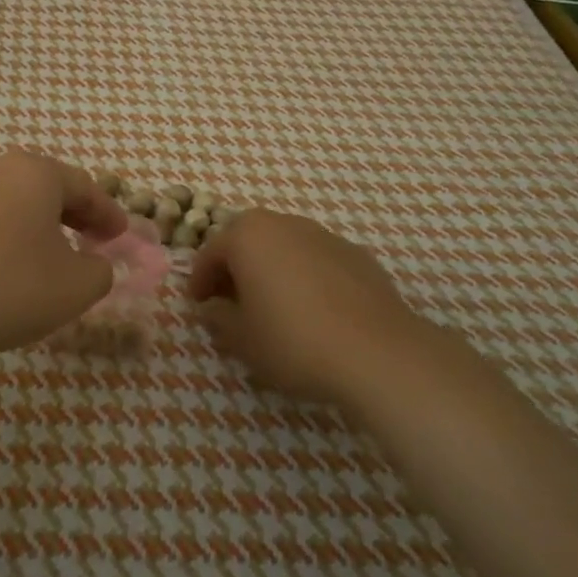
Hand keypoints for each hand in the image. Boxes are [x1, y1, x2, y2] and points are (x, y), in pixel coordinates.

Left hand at [0, 152, 129, 366]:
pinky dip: (8, 233)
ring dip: (39, 223)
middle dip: (75, 214)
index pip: (85, 187)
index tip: (122, 236)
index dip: (108, 213)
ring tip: (52, 253)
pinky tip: (9, 262)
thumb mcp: (76, 287)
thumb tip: (95, 263)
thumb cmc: (9, 288)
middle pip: (47, 186)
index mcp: (35, 172)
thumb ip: (100, 270)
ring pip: (14, 200)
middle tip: (93, 240)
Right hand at [188, 210, 438, 407]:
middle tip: (231, 304)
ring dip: (271, 270)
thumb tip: (212, 307)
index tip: (199, 307)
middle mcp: (284, 223)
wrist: (379, 353)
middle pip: (248, 241)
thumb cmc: (294, 341)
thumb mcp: (241, 338)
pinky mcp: (357, 255)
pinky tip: (313, 312)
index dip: (199, 281)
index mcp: (248, 235)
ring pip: (284, 248)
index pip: (210, 252)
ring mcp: (324, 235)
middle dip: (235, 269)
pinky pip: (316, 261)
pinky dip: (305, 277)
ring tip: (273, 308)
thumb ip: (218, 317)